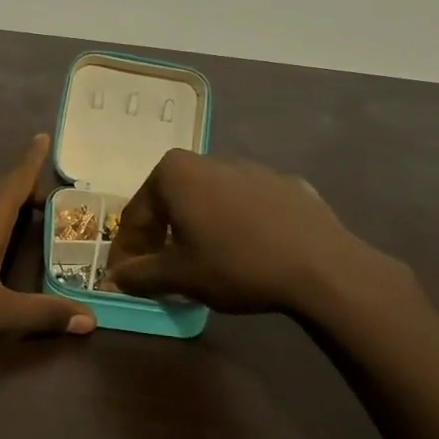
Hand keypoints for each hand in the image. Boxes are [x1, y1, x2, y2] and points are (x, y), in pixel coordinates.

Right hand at [105, 149, 412, 323]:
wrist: (322, 266)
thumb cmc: (236, 264)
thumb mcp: (179, 277)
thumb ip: (140, 275)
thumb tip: (116, 278)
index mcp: (174, 174)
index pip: (136, 215)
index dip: (127, 251)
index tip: (124, 277)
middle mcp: (208, 160)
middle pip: (171, 202)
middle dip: (161, 236)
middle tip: (160, 270)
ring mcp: (251, 168)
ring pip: (209, 201)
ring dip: (198, 229)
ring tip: (205, 264)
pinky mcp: (286, 184)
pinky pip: (247, 206)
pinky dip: (237, 226)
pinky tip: (248, 254)